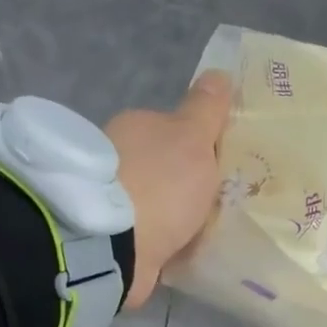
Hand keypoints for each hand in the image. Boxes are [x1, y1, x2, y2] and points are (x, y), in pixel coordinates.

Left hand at [105, 71, 231, 308]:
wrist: (117, 245)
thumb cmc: (162, 185)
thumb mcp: (193, 138)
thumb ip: (206, 110)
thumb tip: (219, 73)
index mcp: (135, 125)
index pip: (169, 130)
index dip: (194, 147)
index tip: (216, 171)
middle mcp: (115, 157)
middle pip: (159, 167)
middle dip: (179, 185)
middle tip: (211, 207)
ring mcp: (108, 199)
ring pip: (149, 202)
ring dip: (166, 215)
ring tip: (196, 236)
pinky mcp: (107, 236)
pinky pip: (141, 235)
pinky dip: (155, 241)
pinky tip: (174, 253)